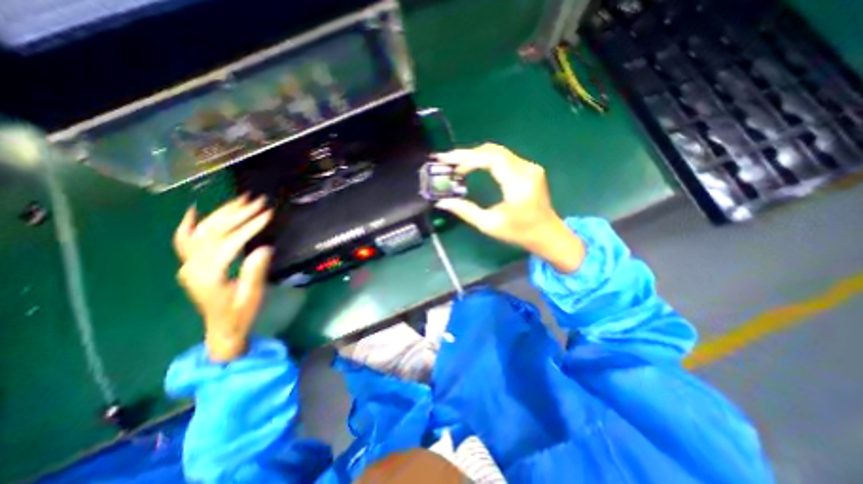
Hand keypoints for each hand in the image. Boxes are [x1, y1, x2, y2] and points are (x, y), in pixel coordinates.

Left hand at [172, 194, 271, 357]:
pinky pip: (183, 241)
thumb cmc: (241, 313)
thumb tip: (264, 248)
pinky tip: (193, 211)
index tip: (268, 214)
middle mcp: (193, 266)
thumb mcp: (252, 295)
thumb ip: (255, 271)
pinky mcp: (191, 264)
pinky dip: (187, 224)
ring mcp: (188, 264)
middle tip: (258, 201)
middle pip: (213, 231)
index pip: (229, 242)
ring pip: (200, 231)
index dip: (249, 226)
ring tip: (241, 199)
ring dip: (221, 213)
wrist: (222, 328)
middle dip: (237, 214)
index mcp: (209, 274)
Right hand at [435, 141, 581, 271]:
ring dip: (475, 155)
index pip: (490, 159)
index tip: (448, 164)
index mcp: (518, 184)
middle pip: (492, 151)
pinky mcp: (529, 169)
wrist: (547, 234)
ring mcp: (530, 167)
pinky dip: (485, 159)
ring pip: (497, 152)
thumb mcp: (489, 225)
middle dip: (466, 154)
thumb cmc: (519, 233)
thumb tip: (442, 202)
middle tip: (446, 160)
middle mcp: (526, 169)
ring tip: (455, 163)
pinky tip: (472, 165)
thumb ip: (465, 211)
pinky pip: (503, 157)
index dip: (467, 158)